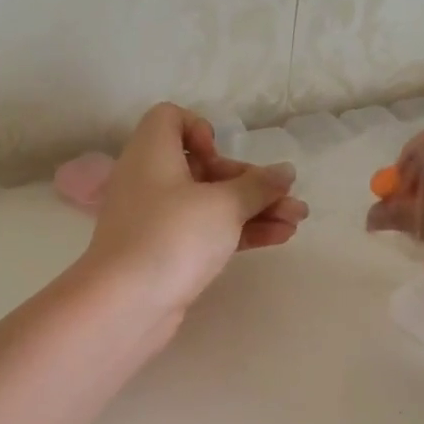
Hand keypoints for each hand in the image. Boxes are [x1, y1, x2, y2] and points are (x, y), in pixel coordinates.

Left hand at [80, 102, 307, 323]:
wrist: (125, 304)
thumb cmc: (173, 236)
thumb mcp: (224, 205)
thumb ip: (258, 187)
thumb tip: (285, 172)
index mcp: (151, 153)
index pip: (169, 119)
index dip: (199, 129)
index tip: (218, 156)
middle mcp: (150, 180)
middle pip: (203, 167)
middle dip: (249, 181)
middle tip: (285, 197)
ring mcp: (156, 220)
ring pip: (210, 203)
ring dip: (253, 208)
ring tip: (297, 220)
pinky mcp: (166, 252)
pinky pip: (206, 231)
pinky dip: (239, 231)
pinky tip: (280, 237)